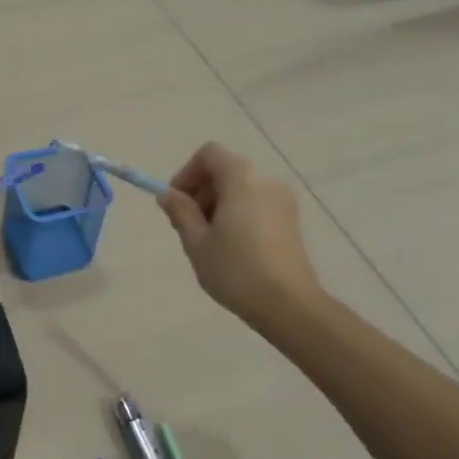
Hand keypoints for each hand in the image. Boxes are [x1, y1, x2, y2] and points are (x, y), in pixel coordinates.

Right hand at [157, 143, 323, 328]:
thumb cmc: (236, 271)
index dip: (187, 172)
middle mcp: (265, 181)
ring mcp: (283, 201)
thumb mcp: (196, 242)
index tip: (176, 202)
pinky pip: (256, 204)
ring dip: (218, 204)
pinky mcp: (291, 220)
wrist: (289, 305)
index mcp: (241, 180)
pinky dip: (238, 214)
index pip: (209, 154)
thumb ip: (180, 212)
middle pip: (225, 170)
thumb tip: (167, 194)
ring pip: (241, 189)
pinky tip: (231, 247)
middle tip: (186, 226)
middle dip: (201, 191)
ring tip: (208, 240)